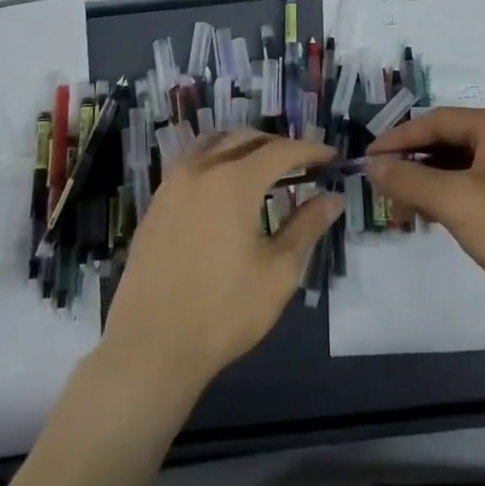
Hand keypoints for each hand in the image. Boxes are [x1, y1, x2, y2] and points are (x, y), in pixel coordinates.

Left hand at [99, 130, 341, 392]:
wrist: (151, 346)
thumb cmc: (224, 311)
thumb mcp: (278, 272)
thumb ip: (306, 227)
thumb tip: (333, 198)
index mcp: (234, 181)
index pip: (281, 151)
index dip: (310, 150)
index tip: (332, 157)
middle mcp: (201, 170)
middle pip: (245, 139)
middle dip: (278, 145)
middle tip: (303, 163)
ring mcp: (172, 184)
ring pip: (213, 144)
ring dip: (243, 146)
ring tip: (264, 166)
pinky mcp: (156, 203)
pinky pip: (190, 162)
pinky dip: (215, 159)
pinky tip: (224, 185)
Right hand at [366, 108, 484, 330]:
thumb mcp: (455, 202)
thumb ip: (409, 179)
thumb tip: (372, 164)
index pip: (435, 121)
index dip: (398, 138)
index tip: (367, 158)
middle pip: (449, 140)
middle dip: (414, 161)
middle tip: (383, 183)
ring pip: (463, 163)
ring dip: (431, 180)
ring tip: (403, 203)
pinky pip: (479, 183)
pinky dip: (452, 194)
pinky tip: (435, 215)